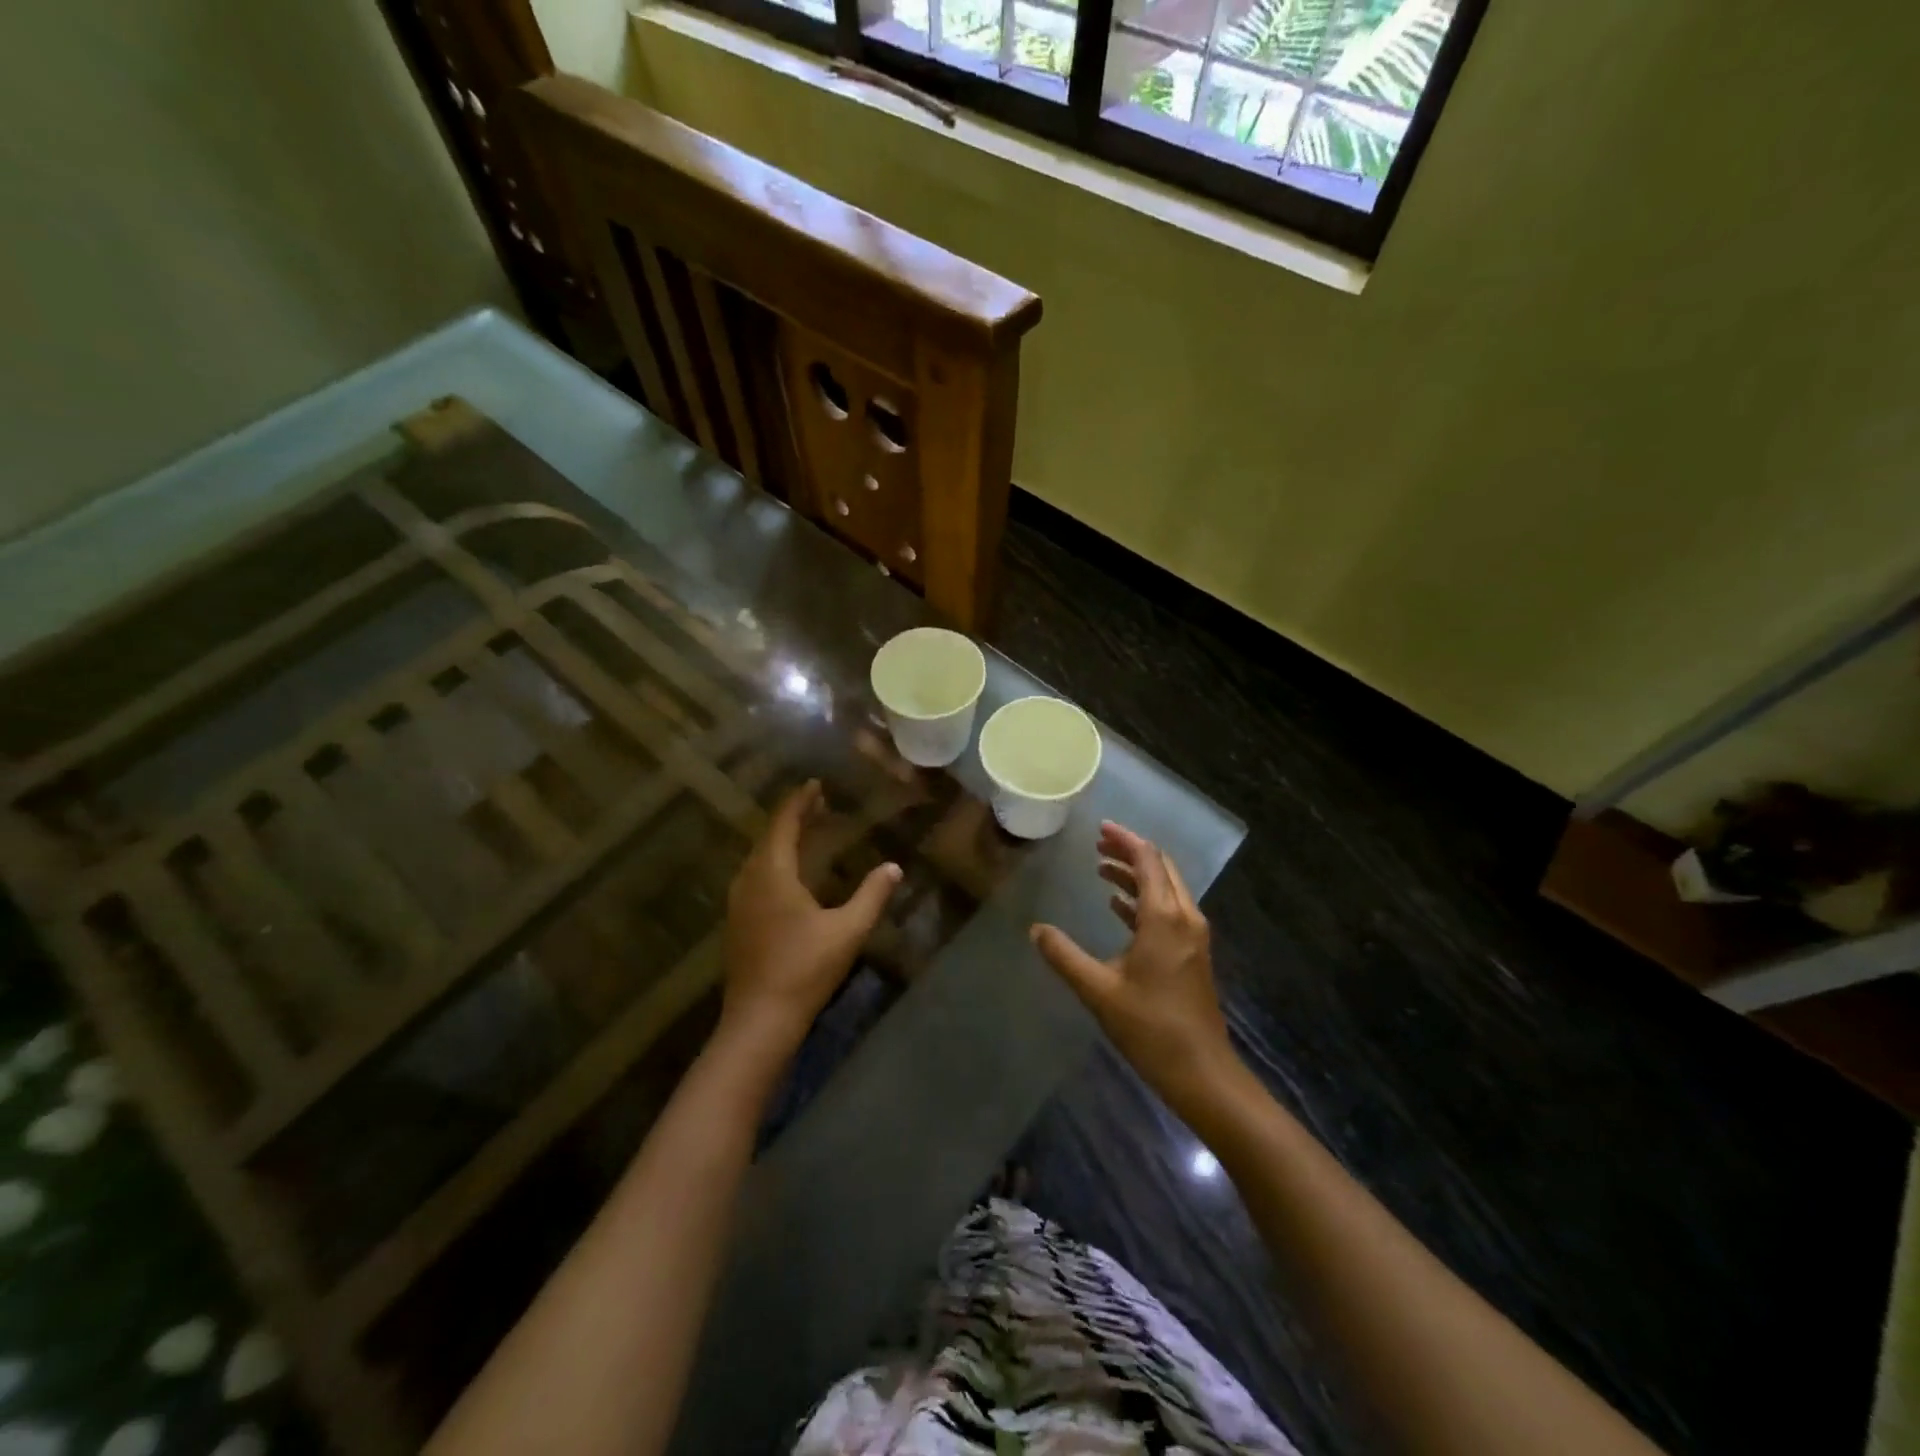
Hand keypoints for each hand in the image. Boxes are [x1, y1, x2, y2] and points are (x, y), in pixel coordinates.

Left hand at [719, 781, 900, 1059]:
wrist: (760, 1019)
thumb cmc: (805, 969)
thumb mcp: (848, 931)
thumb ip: (872, 895)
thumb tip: (893, 867)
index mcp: (772, 874)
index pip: (784, 825)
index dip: (799, 802)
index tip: (815, 784)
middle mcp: (750, 880)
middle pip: (769, 837)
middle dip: (793, 818)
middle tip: (818, 804)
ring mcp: (739, 902)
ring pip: (760, 857)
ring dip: (782, 840)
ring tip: (806, 831)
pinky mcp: (739, 922)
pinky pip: (756, 875)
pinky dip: (774, 861)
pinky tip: (789, 873)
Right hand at [1031, 822, 1232, 1105]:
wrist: (1202, 1071)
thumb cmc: (1150, 1027)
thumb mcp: (1098, 990)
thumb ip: (1064, 956)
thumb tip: (1035, 930)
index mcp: (1165, 917)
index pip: (1147, 860)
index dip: (1125, 840)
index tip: (1100, 828)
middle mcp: (1185, 917)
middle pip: (1161, 868)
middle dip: (1131, 851)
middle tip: (1098, 843)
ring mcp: (1192, 936)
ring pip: (1166, 889)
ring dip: (1137, 875)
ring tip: (1102, 868)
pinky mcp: (1192, 954)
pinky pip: (1168, 910)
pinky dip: (1144, 900)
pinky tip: (1119, 907)